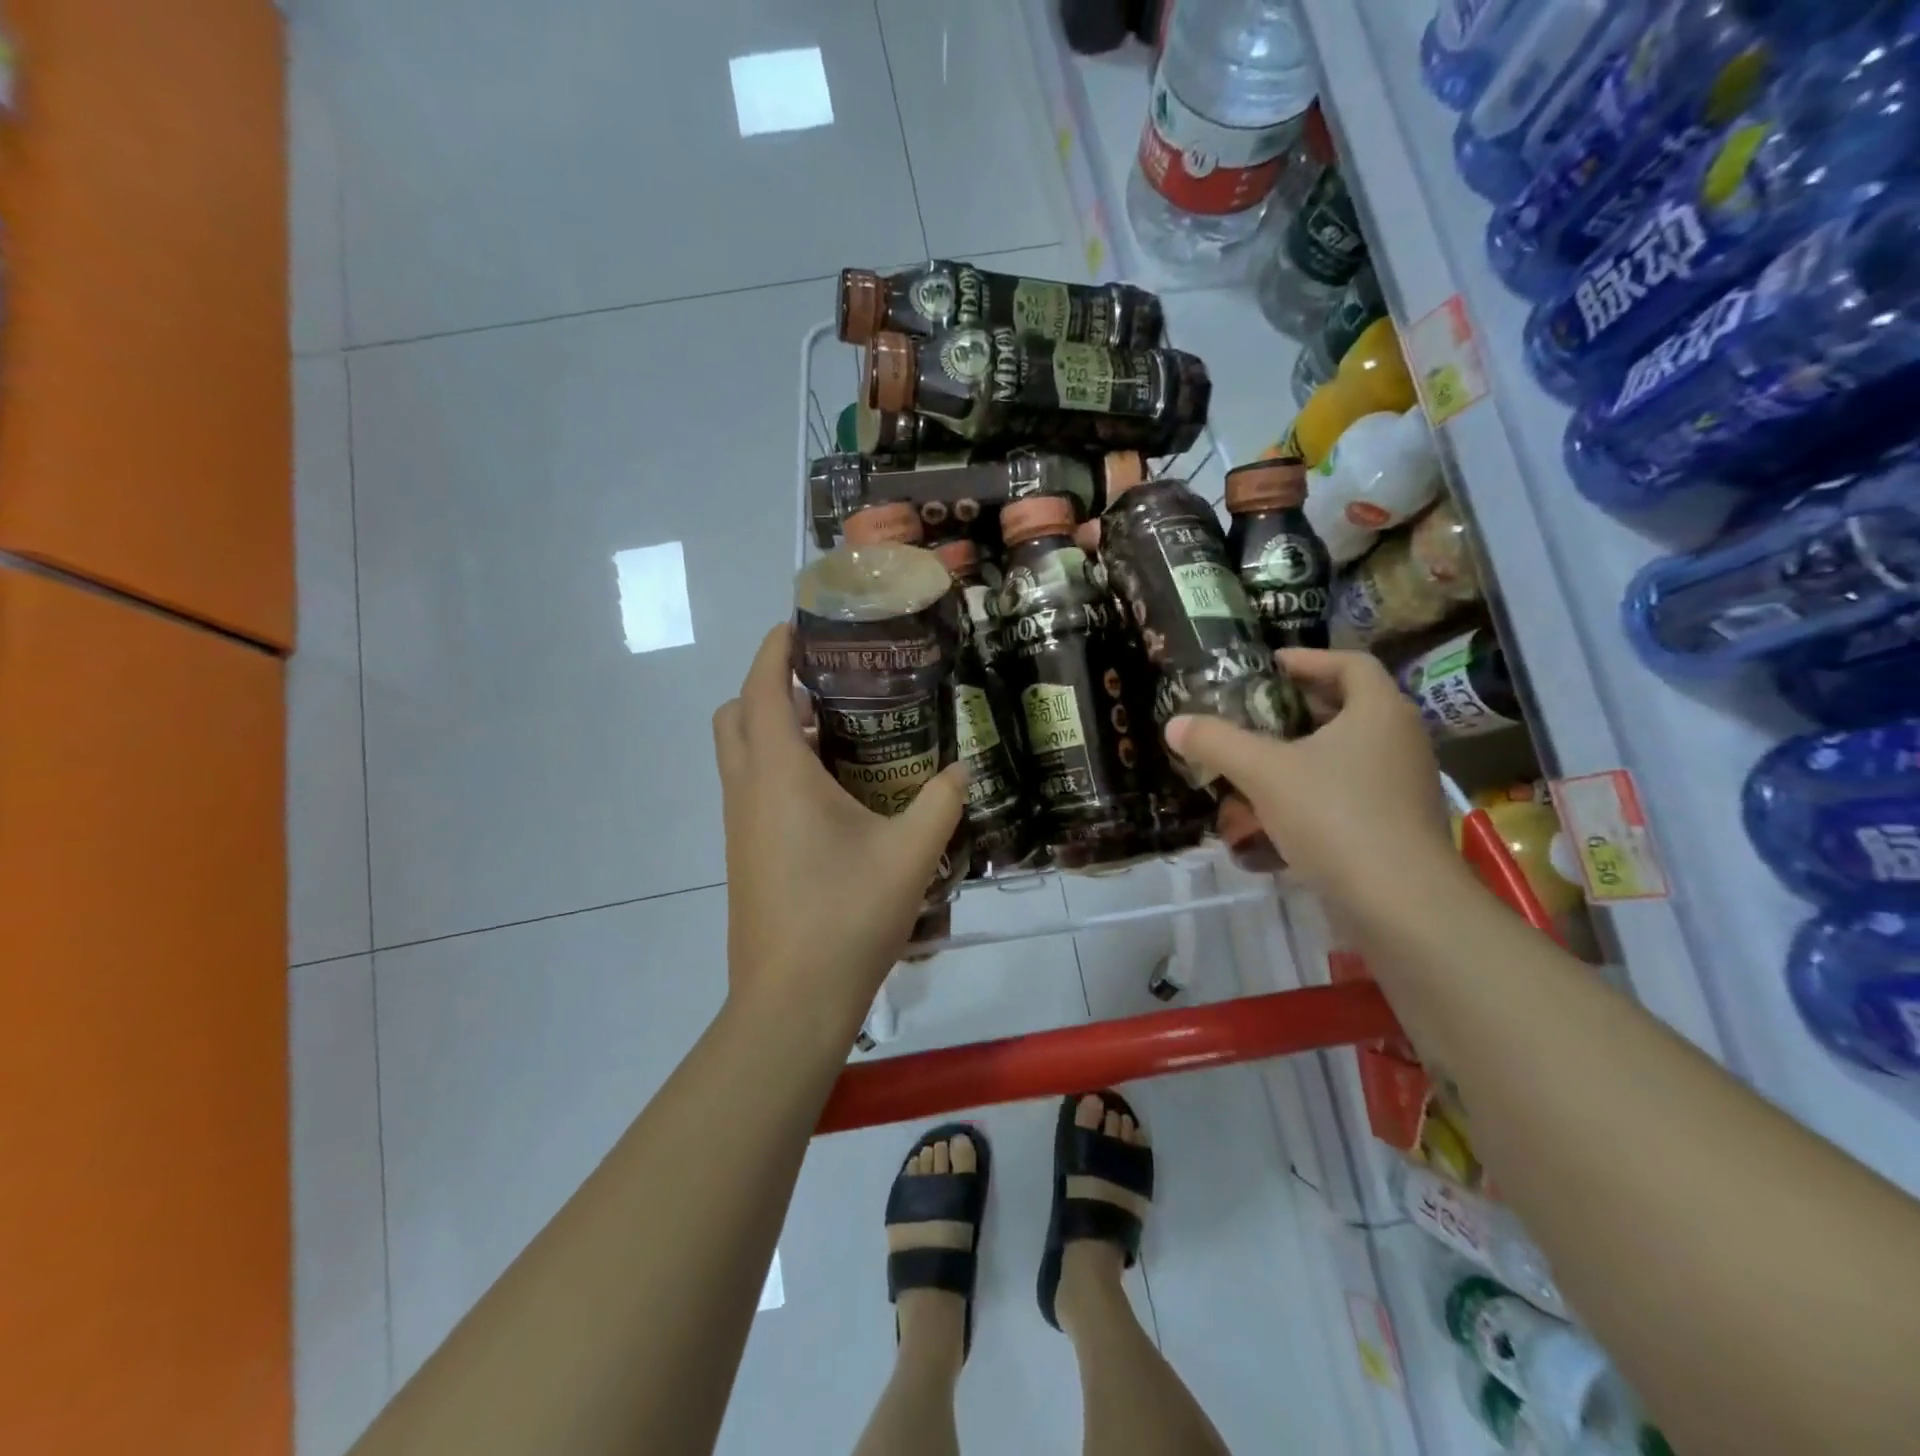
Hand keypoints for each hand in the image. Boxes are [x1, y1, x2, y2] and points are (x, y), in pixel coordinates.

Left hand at [712, 625, 965, 1042]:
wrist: (791, 1001)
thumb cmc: (846, 916)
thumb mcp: (910, 854)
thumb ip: (941, 802)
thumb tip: (963, 769)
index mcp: (779, 775)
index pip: (761, 688)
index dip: (775, 650)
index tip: (801, 626)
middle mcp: (747, 791)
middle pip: (735, 715)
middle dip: (768, 687)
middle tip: (824, 687)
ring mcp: (739, 826)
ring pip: (740, 754)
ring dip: (772, 730)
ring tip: (836, 734)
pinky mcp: (744, 854)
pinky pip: (751, 789)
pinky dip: (777, 769)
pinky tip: (831, 795)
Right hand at [1165, 649, 1459, 912]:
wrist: (1400, 904)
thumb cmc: (1335, 816)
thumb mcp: (1264, 773)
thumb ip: (1217, 743)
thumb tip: (1174, 724)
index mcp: (1379, 711)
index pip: (1350, 663)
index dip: (1308, 659)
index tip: (1270, 666)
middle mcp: (1400, 741)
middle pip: (1347, 709)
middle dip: (1296, 711)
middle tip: (1254, 715)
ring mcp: (1402, 786)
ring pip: (1345, 756)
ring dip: (1300, 757)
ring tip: (1255, 767)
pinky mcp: (1397, 826)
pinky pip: (1349, 794)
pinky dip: (1312, 795)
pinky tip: (1274, 818)